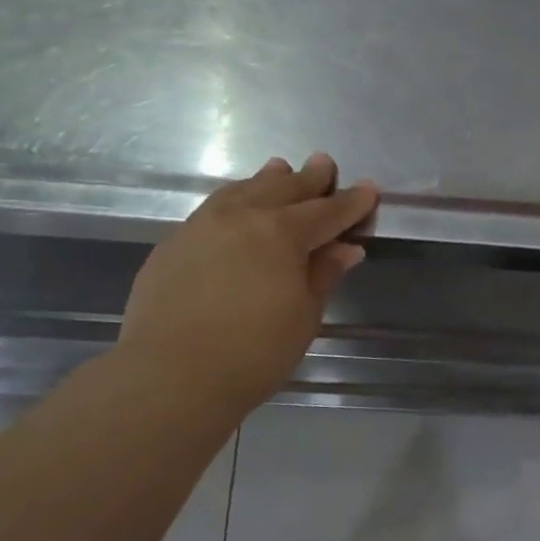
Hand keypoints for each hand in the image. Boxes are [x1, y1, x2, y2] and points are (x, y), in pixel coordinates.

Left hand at [119, 153, 378, 413]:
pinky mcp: (173, 244)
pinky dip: (233, 200)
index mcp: (281, 233)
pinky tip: (235, 208)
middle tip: (324, 164)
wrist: (170, 376)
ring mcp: (201, 226)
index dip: (351, 202)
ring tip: (279, 170)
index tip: (369, 189)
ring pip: (241, 191)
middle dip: (309, 179)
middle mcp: (241, 217)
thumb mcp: (304, 315)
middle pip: (283, 190)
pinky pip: (212, 209)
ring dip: (266, 181)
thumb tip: (346, 248)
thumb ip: (323, 275)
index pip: (327, 212)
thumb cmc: (254, 351)